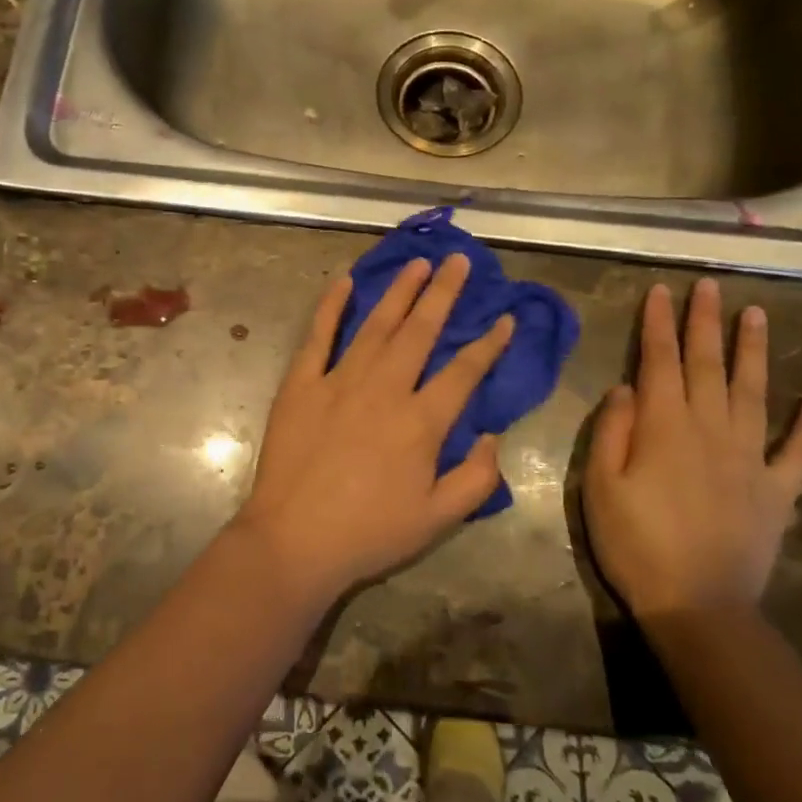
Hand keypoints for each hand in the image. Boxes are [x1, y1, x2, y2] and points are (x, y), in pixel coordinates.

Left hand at [236, 254, 515, 606]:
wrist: (295, 539)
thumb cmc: (369, 533)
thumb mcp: (438, 519)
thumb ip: (476, 478)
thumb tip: (492, 436)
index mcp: (421, 422)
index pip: (464, 372)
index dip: (489, 344)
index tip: (506, 318)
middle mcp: (384, 389)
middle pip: (420, 331)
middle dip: (444, 294)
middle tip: (459, 261)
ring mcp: (339, 381)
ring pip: (376, 325)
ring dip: (399, 291)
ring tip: (417, 263)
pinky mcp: (301, 384)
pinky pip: (318, 336)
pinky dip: (331, 306)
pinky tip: (345, 282)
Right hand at [583, 279, 801, 622]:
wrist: (697, 605)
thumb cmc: (635, 544)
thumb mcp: (599, 487)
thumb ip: (611, 432)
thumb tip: (625, 387)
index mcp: (664, 427)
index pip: (659, 362)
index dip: (659, 324)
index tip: (661, 291)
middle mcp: (710, 430)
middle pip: (706, 365)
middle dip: (704, 323)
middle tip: (709, 285)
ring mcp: (750, 458)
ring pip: (753, 392)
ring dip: (753, 351)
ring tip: (756, 315)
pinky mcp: (776, 489)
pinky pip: (798, 450)